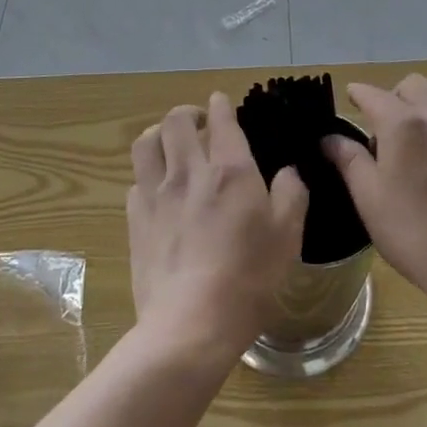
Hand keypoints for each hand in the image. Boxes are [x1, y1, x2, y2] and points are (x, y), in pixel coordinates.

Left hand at [128, 93, 308, 361]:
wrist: (190, 324)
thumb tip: (288, 173)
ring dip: (158, 134)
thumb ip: (291, 194)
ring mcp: (156, 195)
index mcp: (230, 170)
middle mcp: (189, 171)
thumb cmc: (249, 278)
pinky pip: (135, 181)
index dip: (221, 104)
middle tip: (198, 122)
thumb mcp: (288, 236)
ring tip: (169, 144)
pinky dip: (147, 175)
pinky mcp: (135, 221)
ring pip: (146, 143)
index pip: (221, 119)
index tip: (221, 102)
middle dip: (187, 112)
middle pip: (175, 121)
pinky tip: (156, 190)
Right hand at [324, 75, 426, 315]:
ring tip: (412, 152)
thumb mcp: (369, 198)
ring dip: (421, 114)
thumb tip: (330, 138)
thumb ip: (349, 160)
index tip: (349, 100)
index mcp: (404, 125)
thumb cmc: (414, 233)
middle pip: (413, 86)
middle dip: (394, 97)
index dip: (357, 94)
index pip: (373, 94)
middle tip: (383, 131)